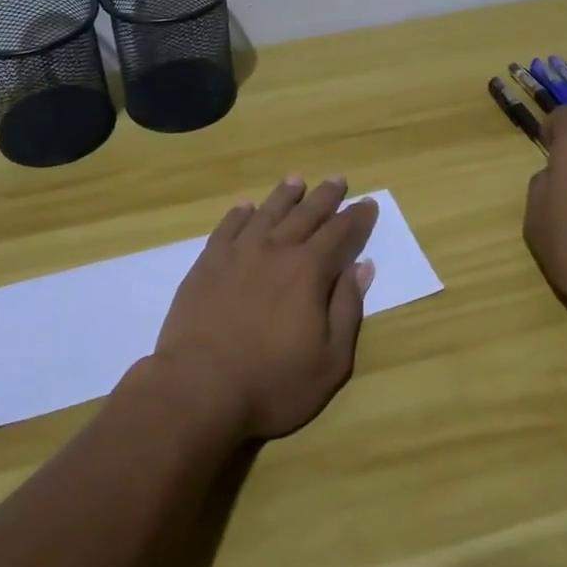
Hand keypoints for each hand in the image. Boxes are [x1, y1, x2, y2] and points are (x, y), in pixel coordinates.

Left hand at [151, 176, 378, 441]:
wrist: (199, 387)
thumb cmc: (273, 383)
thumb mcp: (330, 360)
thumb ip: (347, 308)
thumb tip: (362, 266)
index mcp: (309, 270)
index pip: (340, 233)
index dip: (357, 218)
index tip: (368, 203)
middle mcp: (275, 250)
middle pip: (306, 214)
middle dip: (325, 197)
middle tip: (337, 179)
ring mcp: (237, 253)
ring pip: (267, 213)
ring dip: (284, 196)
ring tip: (296, 181)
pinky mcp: (207, 263)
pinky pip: (228, 227)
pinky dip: (240, 214)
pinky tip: (246, 208)